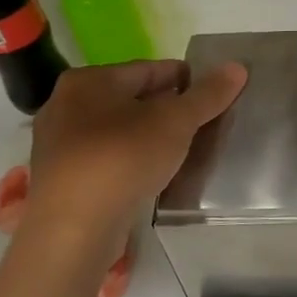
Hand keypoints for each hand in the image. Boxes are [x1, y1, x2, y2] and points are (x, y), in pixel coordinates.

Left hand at [21, 59, 247, 272]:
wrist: (72, 228)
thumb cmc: (123, 158)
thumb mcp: (175, 122)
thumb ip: (207, 95)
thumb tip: (238, 67)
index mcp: (90, 80)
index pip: (148, 69)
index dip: (184, 78)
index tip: (210, 93)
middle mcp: (66, 104)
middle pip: (130, 98)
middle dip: (165, 107)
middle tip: (200, 122)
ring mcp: (57, 144)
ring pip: (116, 129)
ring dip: (146, 134)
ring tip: (179, 148)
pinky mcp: (59, 178)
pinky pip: (104, 157)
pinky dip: (129, 158)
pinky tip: (150, 172)